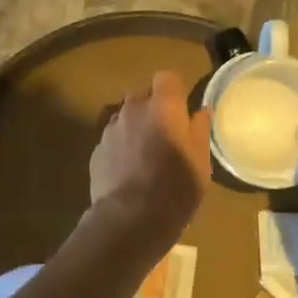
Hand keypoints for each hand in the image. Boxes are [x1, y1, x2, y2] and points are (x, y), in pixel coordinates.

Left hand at [89, 71, 211, 237]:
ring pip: (125, 116)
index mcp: (162, 107)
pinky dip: (121, 146)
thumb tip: (199, 113)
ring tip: (146, 154)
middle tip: (166, 133)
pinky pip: (112, 138)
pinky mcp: (96, 149)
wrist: (130, 220)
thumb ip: (199, 131)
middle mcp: (133, 109)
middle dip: (153, 107)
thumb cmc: (175, 189)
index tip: (181, 110)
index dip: (174, 91)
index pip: (166, 77)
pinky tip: (129, 170)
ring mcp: (111, 129)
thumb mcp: (200, 162)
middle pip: (142, 94)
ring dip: (135, 126)